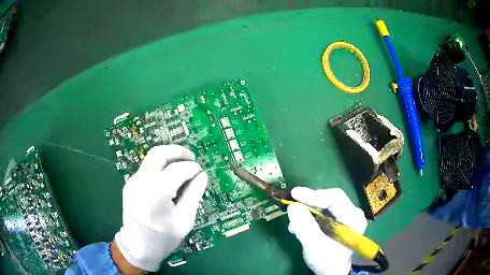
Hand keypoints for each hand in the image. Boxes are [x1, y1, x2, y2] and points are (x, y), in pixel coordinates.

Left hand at [114, 145, 207, 271]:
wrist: (138, 247)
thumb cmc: (164, 238)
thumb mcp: (185, 219)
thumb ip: (194, 194)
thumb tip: (202, 175)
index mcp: (156, 192)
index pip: (178, 169)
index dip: (192, 167)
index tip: (201, 171)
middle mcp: (141, 181)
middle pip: (159, 153)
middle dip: (177, 151)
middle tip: (192, 157)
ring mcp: (133, 181)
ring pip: (151, 158)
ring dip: (168, 157)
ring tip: (182, 165)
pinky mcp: (130, 184)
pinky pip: (146, 168)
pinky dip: (160, 167)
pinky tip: (168, 177)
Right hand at [287, 187, 366, 274]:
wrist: (331, 269)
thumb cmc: (326, 261)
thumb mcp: (314, 247)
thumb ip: (305, 228)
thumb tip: (292, 206)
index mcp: (354, 218)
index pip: (335, 198)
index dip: (314, 195)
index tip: (294, 194)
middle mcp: (353, 212)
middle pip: (329, 199)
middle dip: (309, 203)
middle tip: (291, 206)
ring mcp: (346, 214)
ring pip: (324, 204)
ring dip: (307, 210)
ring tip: (294, 223)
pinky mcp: (338, 218)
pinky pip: (322, 211)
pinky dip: (309, 215)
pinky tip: (298, 226)